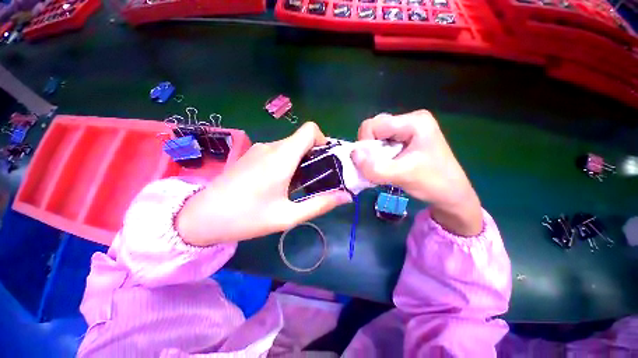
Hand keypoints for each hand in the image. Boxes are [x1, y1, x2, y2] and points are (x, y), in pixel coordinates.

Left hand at [176, 122, 351, 245]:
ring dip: (301, 162)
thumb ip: (320, 204)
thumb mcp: (288, 216)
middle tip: (317, 180)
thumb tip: (346, 197)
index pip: (309, 130)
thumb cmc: (246, 218)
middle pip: (301, 140)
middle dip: (315, 156)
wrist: (201, 218)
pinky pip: (277, 152)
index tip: (326, 162)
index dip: (323, 141)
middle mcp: (271, 147)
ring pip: (290, 147)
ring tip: (299, 187)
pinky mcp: (252, 156)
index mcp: (281, 157)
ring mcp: (259, 150)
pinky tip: (280, 184)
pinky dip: (287, 163)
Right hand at [352, 110, 482, 235]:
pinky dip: (378, 156)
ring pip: (375, 137)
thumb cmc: (433, 183)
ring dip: (373, 154)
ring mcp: (407, 129)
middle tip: (379, 165)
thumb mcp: (403, 176)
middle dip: (370, 149)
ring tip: (385, 167)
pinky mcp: (404, 139)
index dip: (366, 143)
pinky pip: (381, 143)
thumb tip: (353, 154)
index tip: (371, 162)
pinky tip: (387, 166)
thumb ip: (375, 167)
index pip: (374, 124)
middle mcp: (410, 120)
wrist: (451, 195)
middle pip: (374, 129)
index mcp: (414, 122)